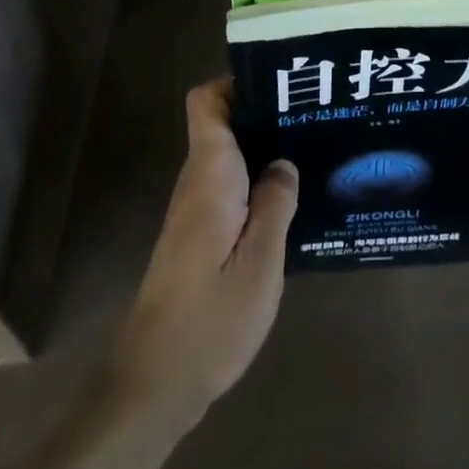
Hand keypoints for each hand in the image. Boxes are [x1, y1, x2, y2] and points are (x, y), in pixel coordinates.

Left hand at [108, 78, 297, 424]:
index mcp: (210, 176)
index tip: (280, 86)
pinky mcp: (199, 235)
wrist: (154, 385)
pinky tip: (292, 198)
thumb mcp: (259, 264)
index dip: (236, 83)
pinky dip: (257, 179)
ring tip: (313, 148)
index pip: (206, 103)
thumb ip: (275, 204)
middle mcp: (197, 182)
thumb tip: (284, 161)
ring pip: (229, 155)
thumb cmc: (210, 321)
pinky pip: (230, 185)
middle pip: (223, 123)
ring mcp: (196, 209)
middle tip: (314, 114)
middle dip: (264, 112)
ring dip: (264, 147)